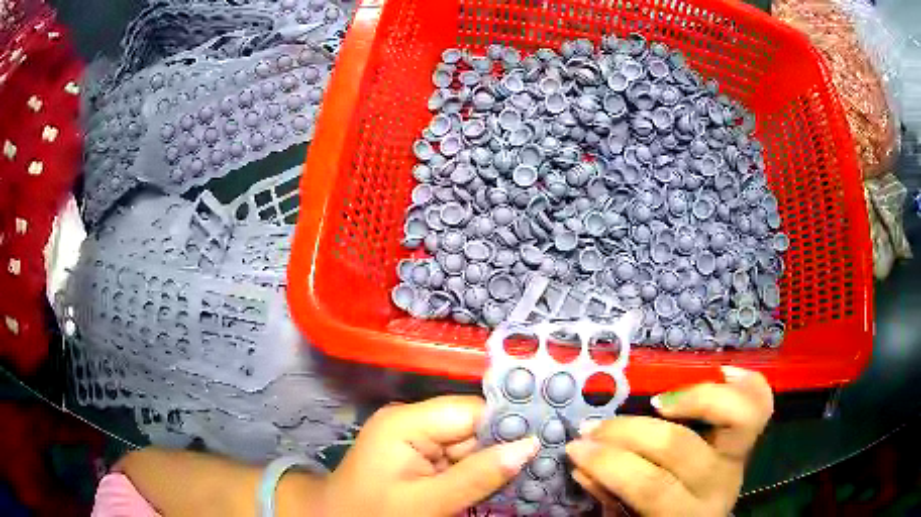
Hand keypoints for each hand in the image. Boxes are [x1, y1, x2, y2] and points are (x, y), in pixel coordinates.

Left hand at [323, 395, 539, 516]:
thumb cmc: (374, 513)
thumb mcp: (427, 502)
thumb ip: (477, 476)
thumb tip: (529, 445)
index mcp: (406, 422)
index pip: (470, 412)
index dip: (506, 426)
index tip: (544, 442)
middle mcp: (411, 421)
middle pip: (472, 427)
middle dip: (501, 449)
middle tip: (540, 465)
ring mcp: (414, 437)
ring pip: (469, 444)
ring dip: (491, 463)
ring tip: (524, 477)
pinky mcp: (417, 454)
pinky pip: (457, 458)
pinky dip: (475, 472)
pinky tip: (493, 484)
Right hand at [566, 366, 773, 516]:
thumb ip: (608, 495)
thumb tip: (581, 463)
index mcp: (686, 514)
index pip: (651, 486)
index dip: (611, 465)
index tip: (577, 449)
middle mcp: (720, 484)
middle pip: (681, 447)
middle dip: (629, 433)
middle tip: (595, 427)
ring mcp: (740, 458)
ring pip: (737, 416)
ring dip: (694, 398)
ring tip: (656, 402)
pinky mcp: (749, 441)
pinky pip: (761, 402)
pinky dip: (745, 382)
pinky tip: (720, 371)